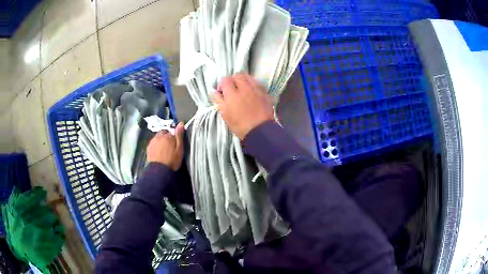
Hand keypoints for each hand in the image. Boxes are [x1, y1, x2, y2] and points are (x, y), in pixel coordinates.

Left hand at [147, 123, 184, 170]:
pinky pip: (154, 142)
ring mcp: (153, 141)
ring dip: (161, 139)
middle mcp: (159, 136)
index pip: (172, 130)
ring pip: (158, 137)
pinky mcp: (149, 147)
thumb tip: (180, 123)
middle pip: (164, 132)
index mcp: (168, 135)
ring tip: (164, 148)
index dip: (175, 135)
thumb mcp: (179, 148)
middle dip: (167, 135)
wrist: (159, 170)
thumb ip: (179, 136)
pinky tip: (159, 150)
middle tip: (170, 144)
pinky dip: (157, 144)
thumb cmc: (172, 160)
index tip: (177, 141)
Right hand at [213, 74, 274, 139]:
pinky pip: (257, 83)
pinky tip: (252, 92)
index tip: (222, 91)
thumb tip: (215, 92)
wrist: (260, 131)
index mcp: (232, 93)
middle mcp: (245, 87)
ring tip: (242, 88)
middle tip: (231, 88)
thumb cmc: (240, 125)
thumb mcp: (225, 115)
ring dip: (243, 80)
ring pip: (248, 77)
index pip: (225, 80)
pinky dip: (253, 85)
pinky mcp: (265, 93)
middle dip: (232, 80)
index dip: (222, 84)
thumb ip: (219, 101)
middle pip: (237, 76)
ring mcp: (256, 89)